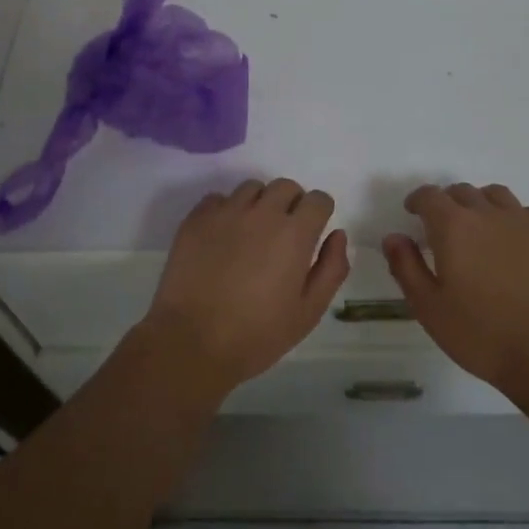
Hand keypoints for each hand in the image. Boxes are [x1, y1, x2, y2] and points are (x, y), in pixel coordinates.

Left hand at [139, 178, 349, 398]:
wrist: (192, 341)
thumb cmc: (257, 334)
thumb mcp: (308, 311)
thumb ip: (331, 268)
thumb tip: (337, 234)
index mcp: (294, 234)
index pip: (318, 200)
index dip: (319, 214)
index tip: (312, 233)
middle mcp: (262, 212)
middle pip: (286, 186)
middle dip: (292, 204)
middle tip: (283, 235)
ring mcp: (225, 212)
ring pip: (251, 189)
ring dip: (259, 204)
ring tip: (251, 235)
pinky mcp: (196, 219)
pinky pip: (217, 199)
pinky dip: (226, 211)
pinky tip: (222, 238)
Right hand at [384, 183, 528, 391]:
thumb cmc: (481, 333)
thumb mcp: (429, 307)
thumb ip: (406, 267)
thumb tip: (393, 237)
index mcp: (453, 226)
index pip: (429, 196)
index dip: (417, 201)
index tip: (412, 214)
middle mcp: (488, 213)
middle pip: (462, 191)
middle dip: (447, 203)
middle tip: (442, 228)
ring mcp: (524, 222)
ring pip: (496, 195)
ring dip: (480, 204)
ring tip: (477, 228)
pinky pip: (525, 212)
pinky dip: (511, 217)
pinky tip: (511, 241)